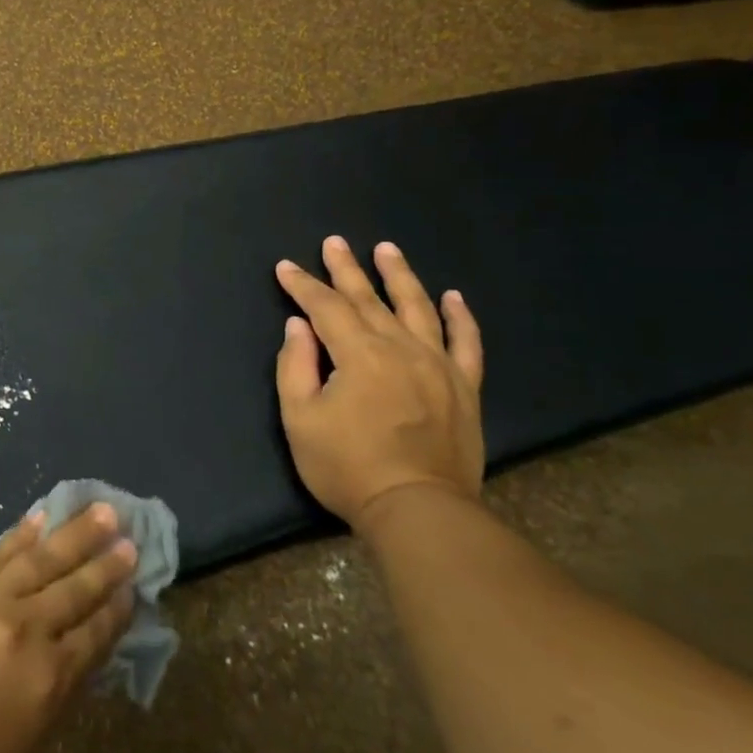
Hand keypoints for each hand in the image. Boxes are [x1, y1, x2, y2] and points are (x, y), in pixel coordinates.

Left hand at [0, 506, 136, 752]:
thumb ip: (48, 698)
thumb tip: (70, 659)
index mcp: (46, 680)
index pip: (94, 636)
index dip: (116, 610)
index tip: (134, 587)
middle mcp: (24, 629)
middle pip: (74, 589)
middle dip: (105, 564)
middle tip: (130, 538)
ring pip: (41, 557)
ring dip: (74, 532)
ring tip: (102, 510)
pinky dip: (21, 533)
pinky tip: (39, 517)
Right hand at [275, 236, 484, 528]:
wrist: (418, 510)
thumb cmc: (348, 468)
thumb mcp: (300, 420)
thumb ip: (296, 367)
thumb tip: (300, 326)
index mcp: (358, 354)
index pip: (326, 307)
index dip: (303, 285)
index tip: (286, 267)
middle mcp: (400, 347)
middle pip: (368, 298)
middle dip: (346, 268)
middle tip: (334, 242)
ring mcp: (437, 364)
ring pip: (417, 307)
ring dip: (399, 275)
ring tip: (387, 249)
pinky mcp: (464, 387)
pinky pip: (466, 343)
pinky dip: (460, 317)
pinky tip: (453, 297)